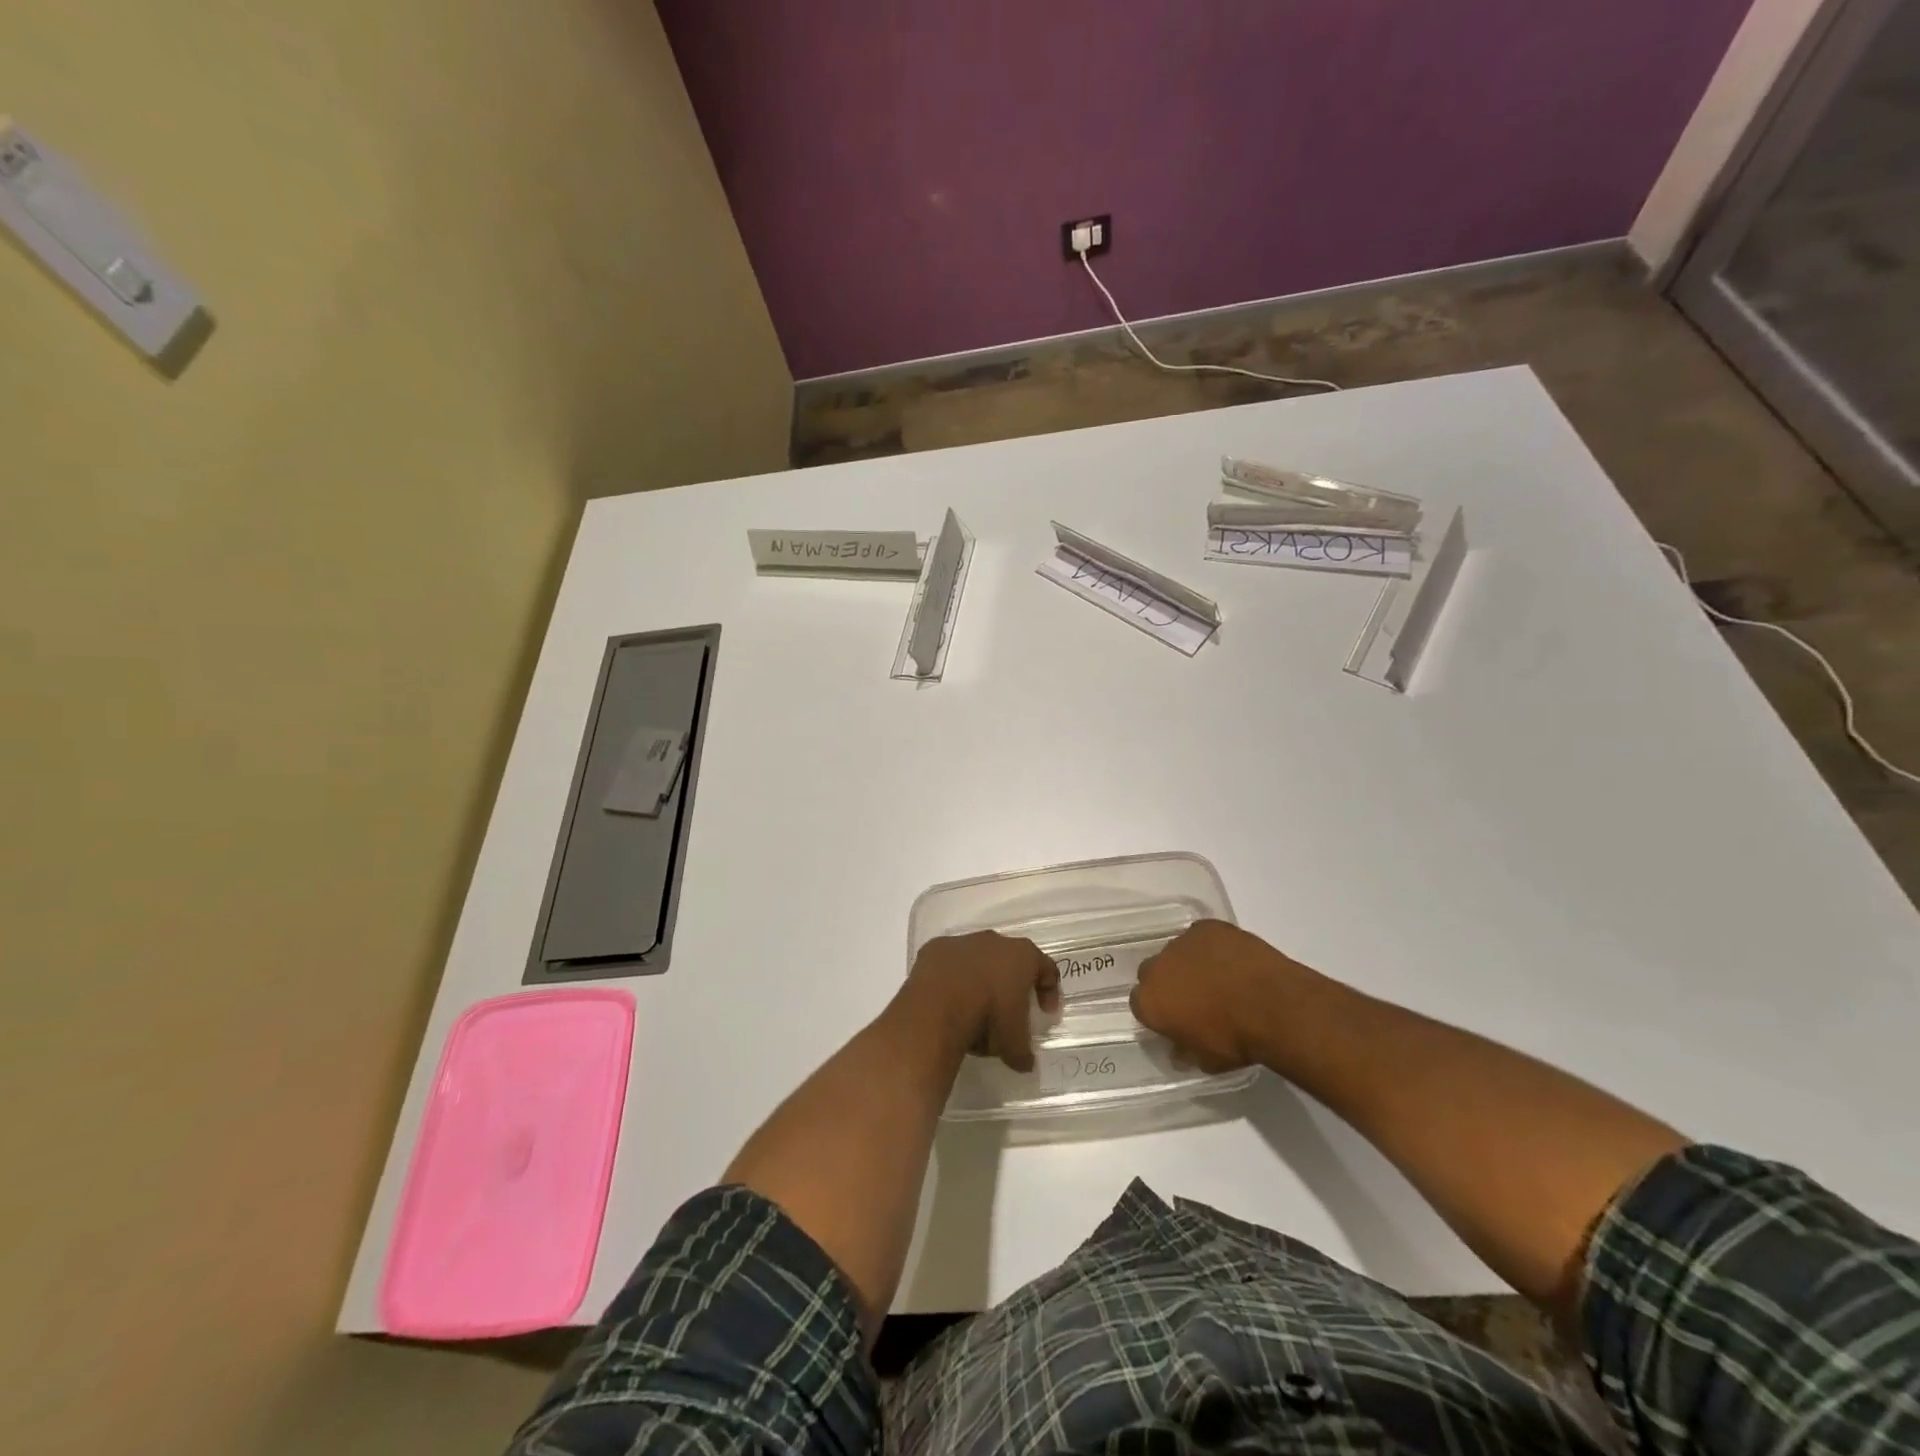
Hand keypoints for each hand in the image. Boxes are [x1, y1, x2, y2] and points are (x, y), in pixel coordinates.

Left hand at [899, 931, 1060, 1071]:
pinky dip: (951, 977)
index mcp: (1023, 956)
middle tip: (1008, 1008)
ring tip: (973, 1006)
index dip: (1049, 991)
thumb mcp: (1013, 1043)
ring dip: (979, 978)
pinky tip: (947, 999)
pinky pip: (949, 962)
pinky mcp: (936, 947)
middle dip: (1011, 982)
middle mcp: (995, 941)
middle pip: (1011, 959)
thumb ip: (1023, 1052)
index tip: (1046, 1012)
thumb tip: (1025, 1064)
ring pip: (978, 958)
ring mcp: (963, 941)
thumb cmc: (988, 1018)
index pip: (1047, 969)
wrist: (938, 1006)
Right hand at [1131, 920, 1312, 1072]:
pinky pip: (1202, 936)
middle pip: (1154, 973)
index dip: (1159, 1011)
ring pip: (1178, 952)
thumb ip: (1186, 1051)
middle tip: (1196, 997)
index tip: (1177, 1019)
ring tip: (1220, 977)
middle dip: (1169, 983)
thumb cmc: (1237, 1040)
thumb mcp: (1208, 1060)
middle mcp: (1157, 967)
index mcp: (1150, 1002)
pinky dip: (1213, 946)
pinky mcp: (1206, 927)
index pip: (1140, 1004)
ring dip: (1190, 963)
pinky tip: (1233, 960)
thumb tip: (1179, 1051)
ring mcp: (1181, 942)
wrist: (1273, 1006)